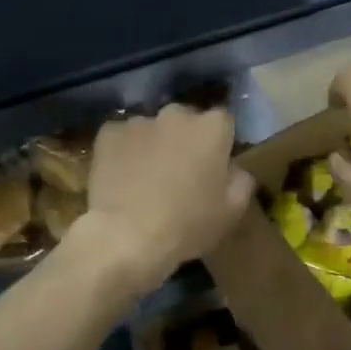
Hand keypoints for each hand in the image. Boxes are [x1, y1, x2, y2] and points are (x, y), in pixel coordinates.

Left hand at [75, 104, 253, 292]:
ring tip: (146, 177)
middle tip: (181, 171)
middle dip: (186, 139)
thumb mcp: (232, 211)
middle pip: (186, 120)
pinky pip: (121, 137)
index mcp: (212, 128)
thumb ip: (242, 181)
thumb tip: (236, 169)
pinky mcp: (109, 133)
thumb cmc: (187, 224)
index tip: (215, 166)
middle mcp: (177, 114)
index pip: (224, 122)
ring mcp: (140, 121)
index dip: (220, 143)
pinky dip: (124, 151)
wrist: (126, 236)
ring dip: (154, 144)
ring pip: (153, 128)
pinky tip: (121, 176)